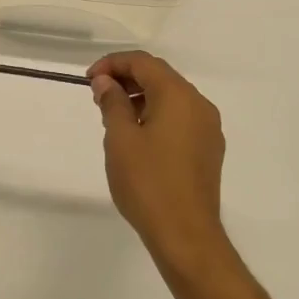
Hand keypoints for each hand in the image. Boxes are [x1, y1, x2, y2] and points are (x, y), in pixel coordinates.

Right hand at [89, 52, 227, 271]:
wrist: (186, 235)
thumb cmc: (148, 182)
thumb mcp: (120, 138)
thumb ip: (113, 102)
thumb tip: (107, 82)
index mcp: (178, 95)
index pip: (143, 62)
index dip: (113, 64)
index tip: (89, 80)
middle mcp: (199, 104)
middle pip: (160, 76)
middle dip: (127, 79)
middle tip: (98, 95)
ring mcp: (208, 128)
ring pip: (171, 97)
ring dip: (141, 97)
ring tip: (114, 116)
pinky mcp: (209, 150)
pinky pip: (180, 118)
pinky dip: (157, 115)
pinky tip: (138, 135)